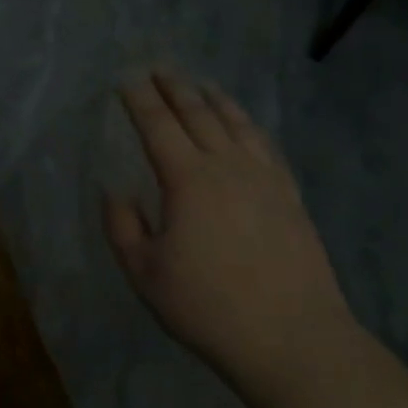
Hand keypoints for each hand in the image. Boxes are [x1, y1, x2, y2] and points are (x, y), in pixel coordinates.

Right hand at [104, 70, 352, 377]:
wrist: (293, 339)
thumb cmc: (209, 307)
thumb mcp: (145, 274)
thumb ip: (122, 226)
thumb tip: (114, 190)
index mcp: (188, 179)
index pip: (157, 125)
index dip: (139, 99)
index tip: (126, 78)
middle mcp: (227, 166)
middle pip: (198, 114)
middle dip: (175, 87)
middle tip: (159, 67)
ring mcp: (264, 178)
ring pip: (236, 124)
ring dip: (214, 99)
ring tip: (201, 84)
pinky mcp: (290, 196)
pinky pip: (266, 146)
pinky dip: (249, 126)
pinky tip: (246, 126)